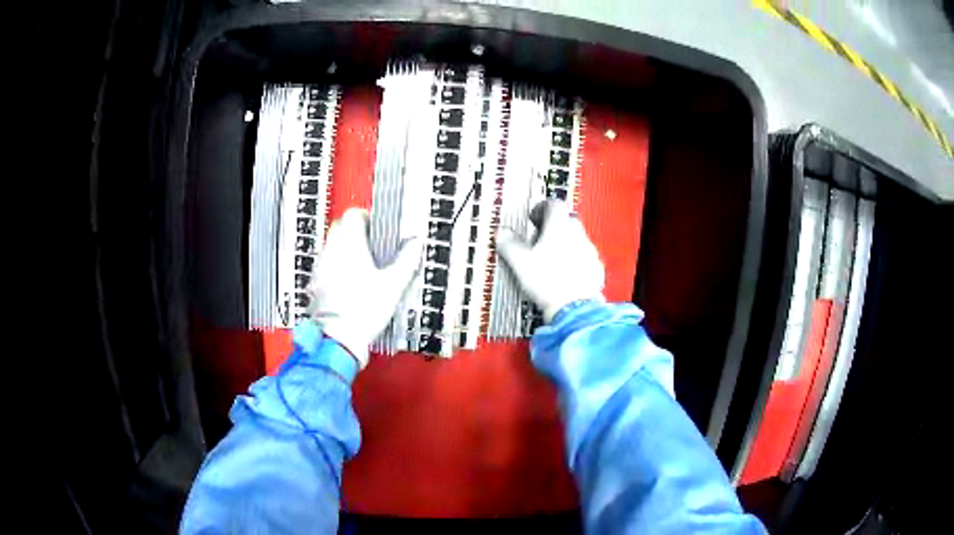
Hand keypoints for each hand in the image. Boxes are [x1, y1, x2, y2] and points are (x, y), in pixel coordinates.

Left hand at [308, 208, 422, 367]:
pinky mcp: (315, 284)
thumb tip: (415, 243)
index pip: (353, 214)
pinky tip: (350, 285)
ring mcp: (320, 268)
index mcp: (349, 244)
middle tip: (374, 247)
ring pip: (332, 247)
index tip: (379, 230)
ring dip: (345, 250)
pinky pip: (326, 266)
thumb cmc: (364, 310)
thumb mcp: (393, 284)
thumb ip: (406, 260)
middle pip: (341, 227)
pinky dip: (336, 268)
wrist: (338, 339)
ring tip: (363, 267)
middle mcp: (330, 251)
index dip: (368, 218)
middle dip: (357, 233)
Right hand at [496, 200, 604, 322]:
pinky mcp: (597, 269)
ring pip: (577, 239)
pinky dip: (575, 261)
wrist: (574, 309)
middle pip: (567, 220)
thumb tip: (501, 233)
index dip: (542, 208)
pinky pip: (585, 258)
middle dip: (553, 226)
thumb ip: (509, 243)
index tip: (533, 218)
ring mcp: (590, 252)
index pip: (554, 204)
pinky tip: (564, 275)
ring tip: (550, 260)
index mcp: (559, 227)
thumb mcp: (520, 262)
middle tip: (539, 240)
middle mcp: (578, 235)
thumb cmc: (546, 282)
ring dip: (565, 244)